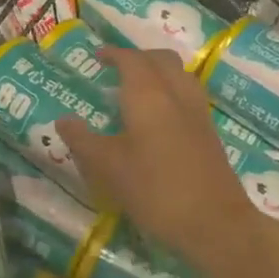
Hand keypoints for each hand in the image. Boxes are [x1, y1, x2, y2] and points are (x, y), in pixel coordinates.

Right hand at [56, 47, 278, 277]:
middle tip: (116, 68)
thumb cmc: (155, 190)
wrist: (215, 223)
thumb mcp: (108, 168)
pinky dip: (171, 91)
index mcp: (149, 95)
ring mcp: (198, 113)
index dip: (113, 54)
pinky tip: (159, 118)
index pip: (132, 59)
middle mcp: (177, 94)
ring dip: (158, 72)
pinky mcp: (209, 133)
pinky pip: (189, 95)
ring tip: (137, 89)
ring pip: (179, 75)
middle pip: (161, 60)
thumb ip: (83, 140)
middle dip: (138, 57)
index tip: (97, 56)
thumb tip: (63, 120)